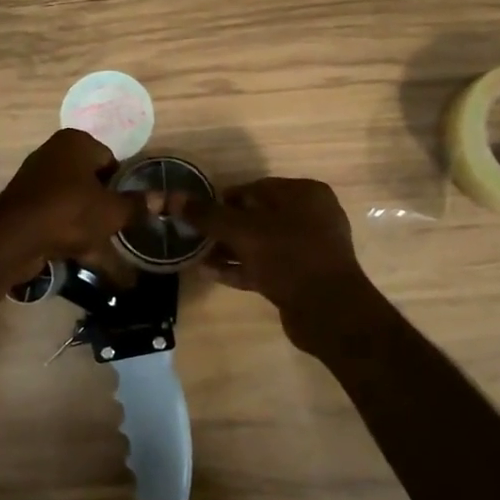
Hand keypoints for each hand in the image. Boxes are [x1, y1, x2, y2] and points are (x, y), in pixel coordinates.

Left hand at [0, 130, 133, 262]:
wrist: (14, 238)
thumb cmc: (70, 211)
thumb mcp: (112, 211)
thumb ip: (137, 205)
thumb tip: (165, 199)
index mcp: (76, 142)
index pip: (110, 159)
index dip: (123, 184)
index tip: (132, 208)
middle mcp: (54, 155)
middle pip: (92, 182)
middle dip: (107, 207)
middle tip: (124, 230)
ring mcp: (37, 182)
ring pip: (76, 205)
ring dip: (93, 228)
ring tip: (111, 253)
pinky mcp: (26, 209)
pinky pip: (59, 221)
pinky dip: (73, 238)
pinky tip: (89, 261)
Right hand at [183, 178, 380, 347]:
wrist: (328, 312)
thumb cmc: (288, 256)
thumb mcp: (242, 231)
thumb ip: (207, 215)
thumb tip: (171, 197)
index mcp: (305, 194)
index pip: (256, 187)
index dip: (224, 199)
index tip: (198, 212)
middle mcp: (311, 216)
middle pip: (257, 215)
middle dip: (224, 226)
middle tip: (195, 234)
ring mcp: (308, 249)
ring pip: (260, 243)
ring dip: (229, 248)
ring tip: (196, 254)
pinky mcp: (301, 277)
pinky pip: (265, 265)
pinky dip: (240, 267)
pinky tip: (210, 272)